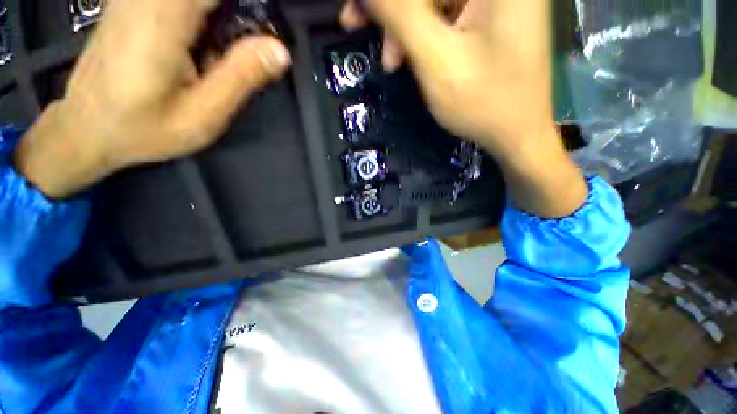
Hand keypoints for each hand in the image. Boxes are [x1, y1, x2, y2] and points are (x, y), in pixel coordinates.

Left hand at [15, 0, 290, 198]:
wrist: (87, 128)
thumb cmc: (142, 128)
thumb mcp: (202, 114)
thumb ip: (241, 77)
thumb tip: (280, 50)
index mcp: (165, 19)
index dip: (254, 7)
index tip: (267, 32)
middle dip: (241, 14)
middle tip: (251, 49)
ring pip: (201, 1)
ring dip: (223, 19)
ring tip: (219, 60)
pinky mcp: (133, 3)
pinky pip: (185, 4)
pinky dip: (207, 18)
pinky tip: (204, 46)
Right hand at [341, 0, 587, 217]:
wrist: (517, 135)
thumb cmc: (484, 104)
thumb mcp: (437, 61)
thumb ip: (401, 16)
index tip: (355, 10)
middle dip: (393, 11)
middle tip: (358, 26)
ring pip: (434, 0)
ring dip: (405, 27)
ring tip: (392, 61)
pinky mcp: (489, 16)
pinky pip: (444, 13)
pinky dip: (422, 33)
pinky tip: (412, 56)